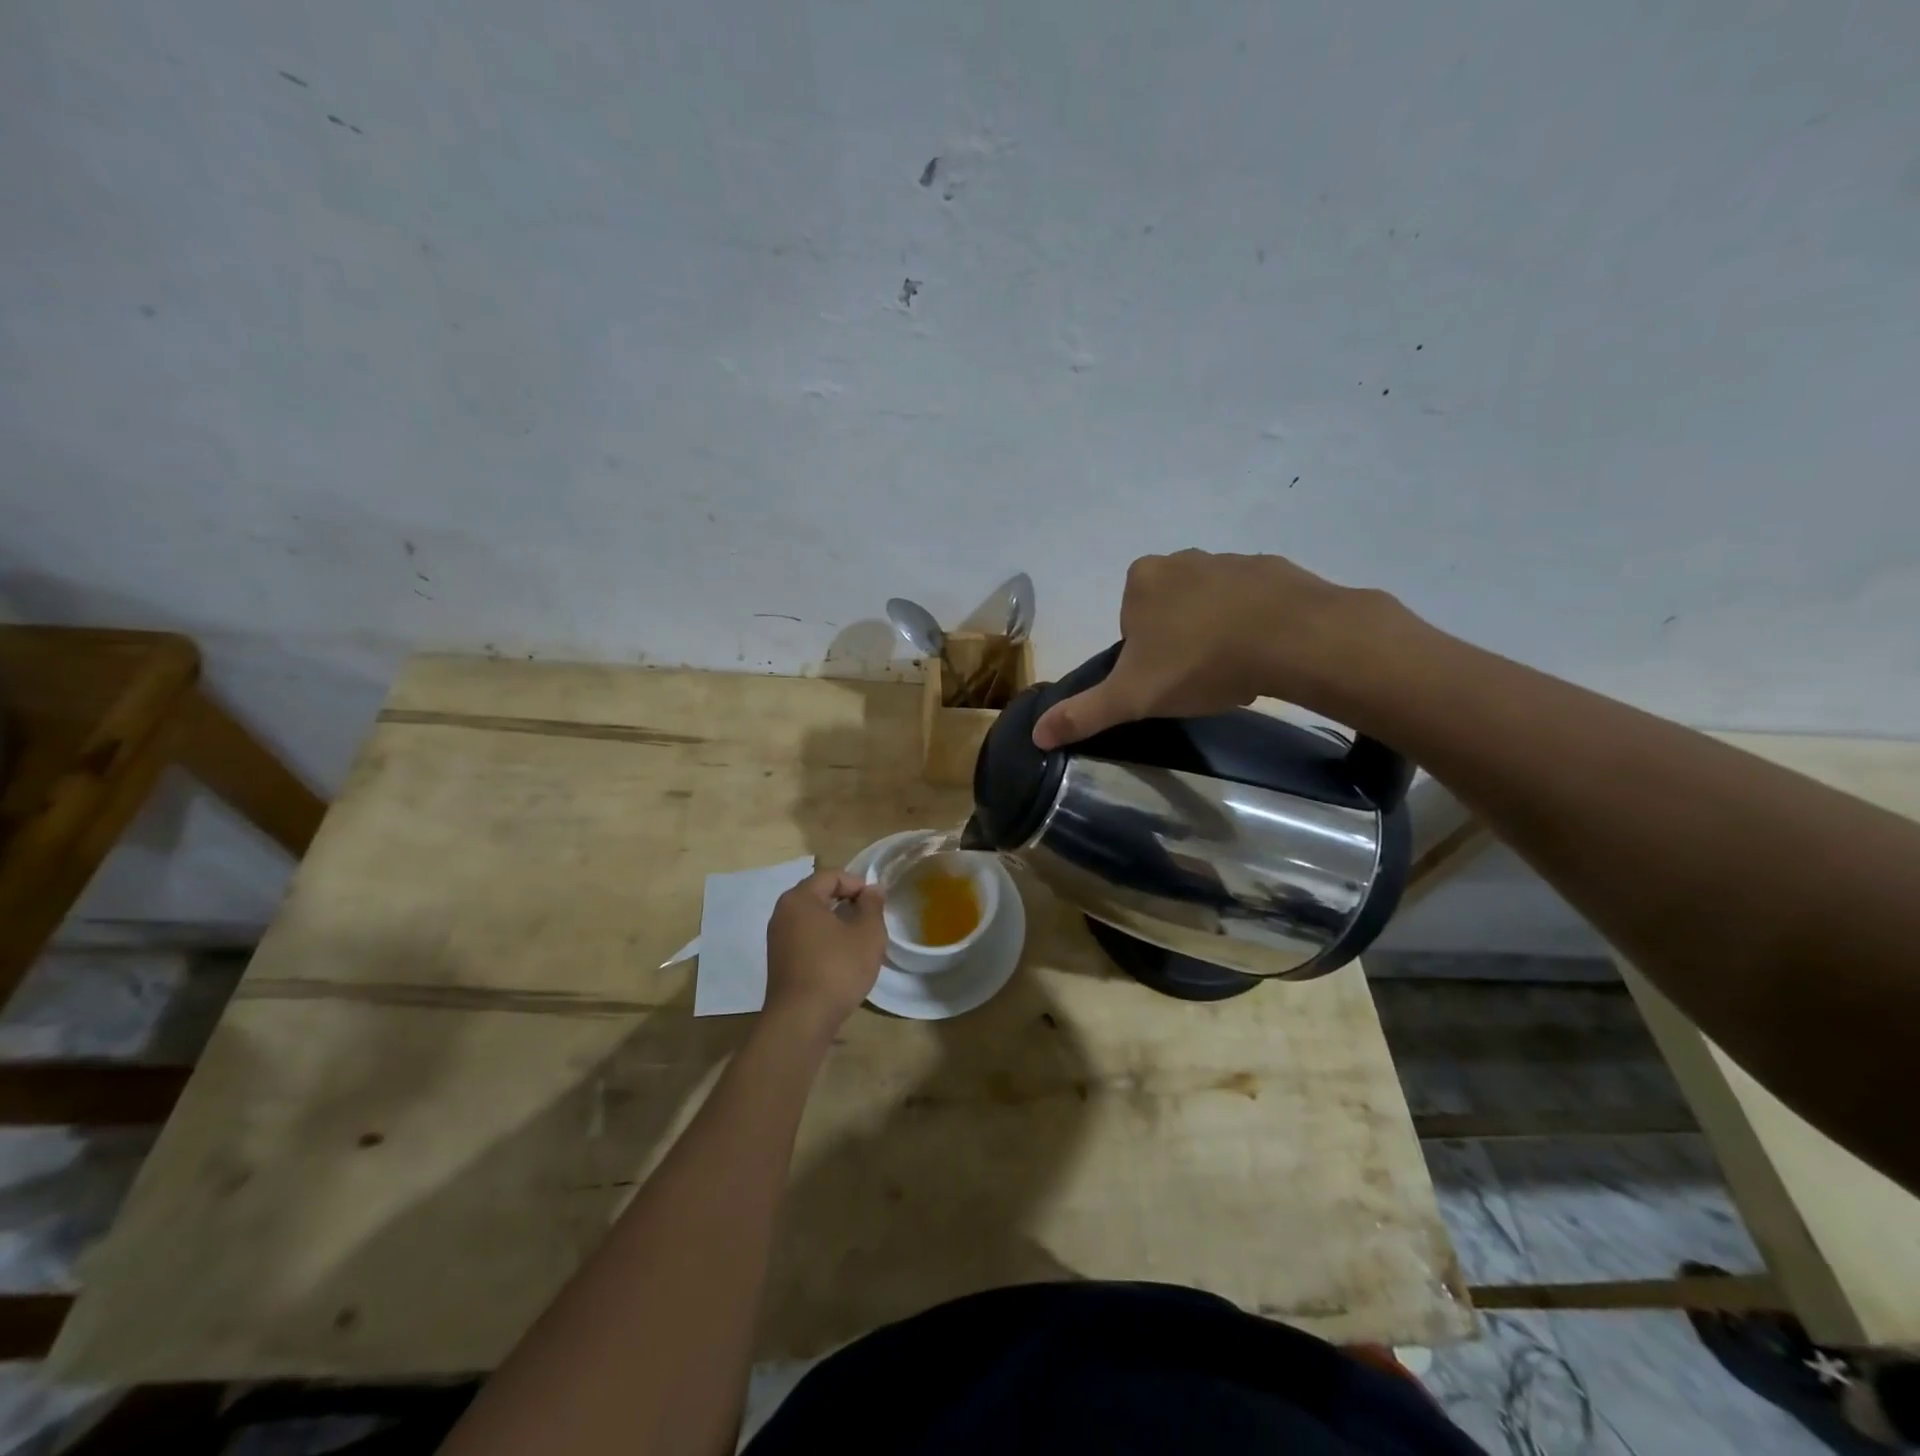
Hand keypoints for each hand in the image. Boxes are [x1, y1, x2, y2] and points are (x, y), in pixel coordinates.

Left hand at [764, 870, 886, 1035]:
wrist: (801, 1020)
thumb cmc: (837, 968)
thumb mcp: (867, 934)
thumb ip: (872, 905)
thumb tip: (872, 890)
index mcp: (800, 898)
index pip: (831, 875)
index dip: (857, 883)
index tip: (876, 902)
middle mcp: (783, 913)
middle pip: (818, 894)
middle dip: (846, 901)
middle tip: (870, 918)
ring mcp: (777, 938)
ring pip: (812, 918)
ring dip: (836, 922)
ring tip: (859, 939)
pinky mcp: (779, 961)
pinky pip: (805, 938)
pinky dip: (824, 939)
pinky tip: (841, 958)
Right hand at [1032, 550, 1384, 748]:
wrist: (1292, 639)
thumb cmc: (1199, 662)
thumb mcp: (1131, 697)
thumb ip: (1083, 713)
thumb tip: (1036, 735)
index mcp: (1142, 580)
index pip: (1131, 623)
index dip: (1143, 656)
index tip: (1163, 679)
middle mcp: (1182, 559)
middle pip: (1169, 610)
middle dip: (1179, 642)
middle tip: (1197, 678)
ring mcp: (1232, 559)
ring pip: (1212, 605)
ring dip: (1217, 633)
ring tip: (1234, 671)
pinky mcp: (1275, 569)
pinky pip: (1254, 602)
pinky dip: (1255, 625)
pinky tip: (1265, 655)